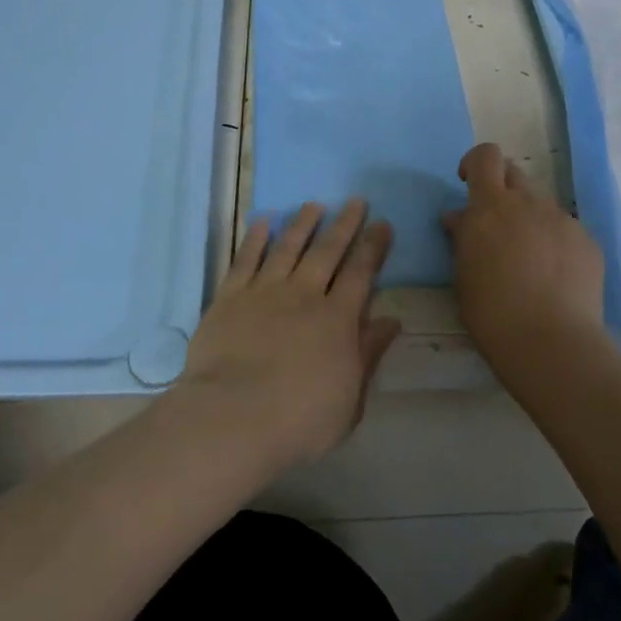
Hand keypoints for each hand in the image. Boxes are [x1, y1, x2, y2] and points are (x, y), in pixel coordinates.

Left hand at [173, 199, 401, 469]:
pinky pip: (245, 259)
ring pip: (288, 247)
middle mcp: (304, 295)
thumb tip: (391, 321)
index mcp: (337, 319)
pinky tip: (263, 222)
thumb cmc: (299, 419)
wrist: (233, 418)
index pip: (361, 273)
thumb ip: (369, 355)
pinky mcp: (230, 297)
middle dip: (344, 225)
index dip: (373, 247)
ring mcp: (264, 292)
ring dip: (302, 223)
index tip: (382, 224)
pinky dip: (255, 238)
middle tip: (355, 201)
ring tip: (313, 205)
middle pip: (328, 251)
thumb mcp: (350, 399)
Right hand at [444, 143, 604, 365]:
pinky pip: (565, 230)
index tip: (467, 184)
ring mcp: (562, 220)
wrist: (551, 342)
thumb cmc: (492, 312)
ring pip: (541, 205)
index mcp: (490, 207)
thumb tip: (459, 218)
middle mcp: (528, 203)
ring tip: (528, 260)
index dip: (475, 163)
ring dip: (529, 219)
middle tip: (495, 225)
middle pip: (514, 174)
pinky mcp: (587, 241)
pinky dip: (555, 243)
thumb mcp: (463, 274)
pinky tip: (554, 277)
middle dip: (501, 190)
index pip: (485, 156)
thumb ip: (463, 237)